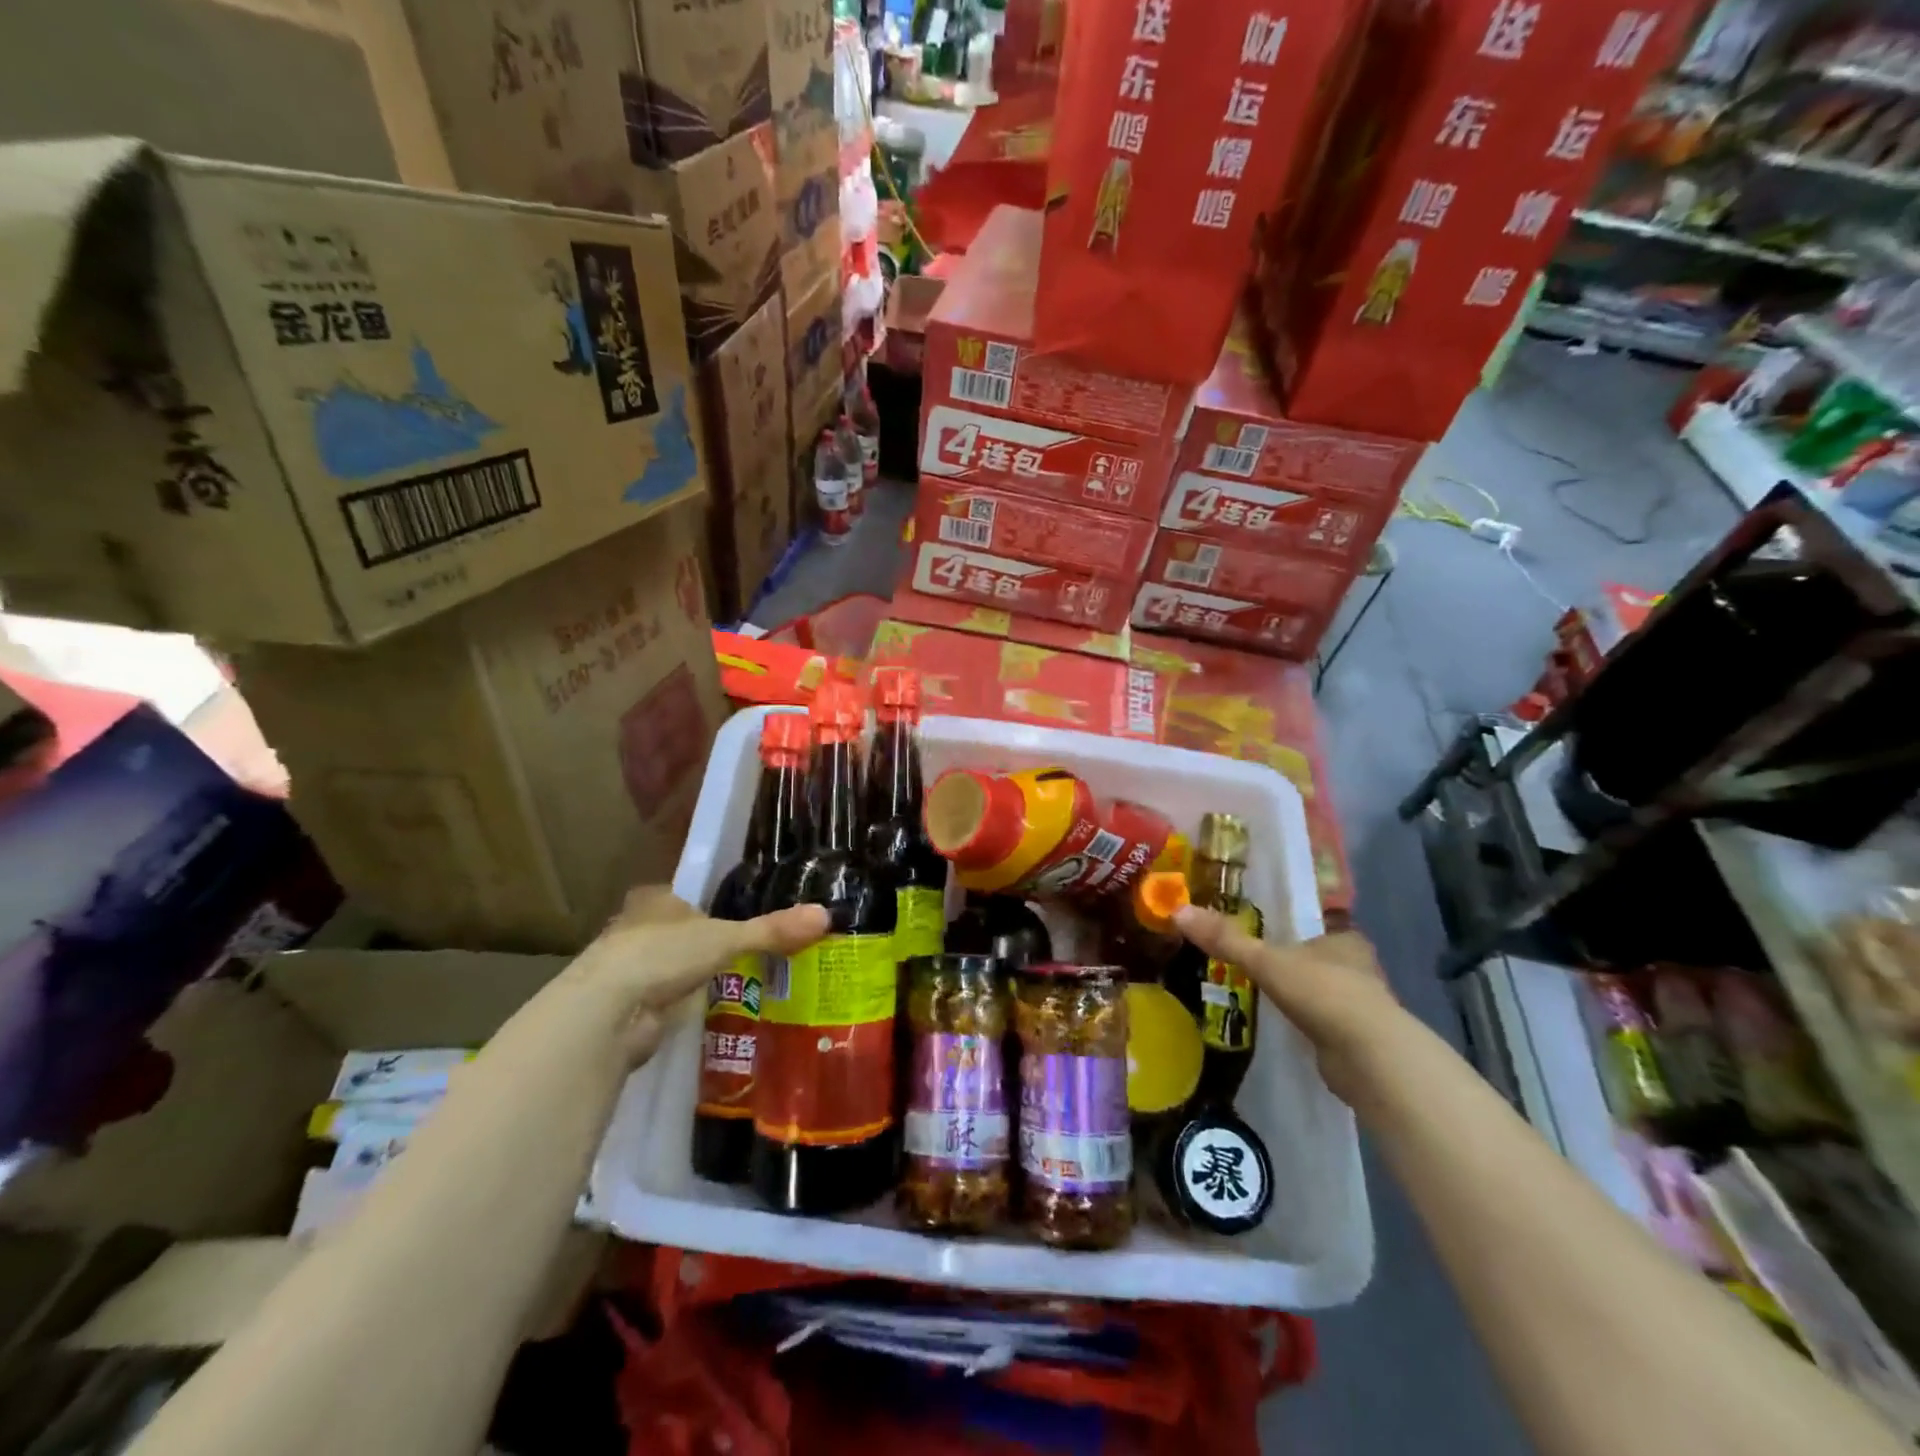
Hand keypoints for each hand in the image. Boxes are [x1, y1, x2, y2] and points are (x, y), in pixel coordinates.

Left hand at [571, 888, 830, 1062]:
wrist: (608, 1014)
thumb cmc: (662, 955)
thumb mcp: (727, 938)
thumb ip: (772, 930)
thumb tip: (825, 915)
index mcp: (654, 901)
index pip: (684, 898)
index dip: (707, 907)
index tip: (735, 919)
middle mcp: (635, 931)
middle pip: (678, 935)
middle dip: (703, 947)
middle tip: (747, 957)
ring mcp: (629, 973)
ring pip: (670, 970)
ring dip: (693, 980)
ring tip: (738, 987)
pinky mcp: (629, 1010)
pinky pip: (666, 1003)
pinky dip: (684, 1008)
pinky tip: (711, 1015)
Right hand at [1173, 906, 1402, 1104]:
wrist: (1368, 1058)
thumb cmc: (1322, 993)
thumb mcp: (1265, 961)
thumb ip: (1225, 939)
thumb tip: (1178, 910)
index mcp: (1345, 939)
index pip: (1316, 927)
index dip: (1293, 930)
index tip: (1266, 936)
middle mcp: (1359, 968)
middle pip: (1319, 960)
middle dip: (1294, 964)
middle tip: (1256, 966)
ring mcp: (1361, 1006)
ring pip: (1323, 992)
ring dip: (1300, 995)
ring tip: (1263, 996)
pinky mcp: (1357, 1040)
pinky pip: (1324, 1023)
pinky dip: (1306, 1024)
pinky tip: (1285, 1027)